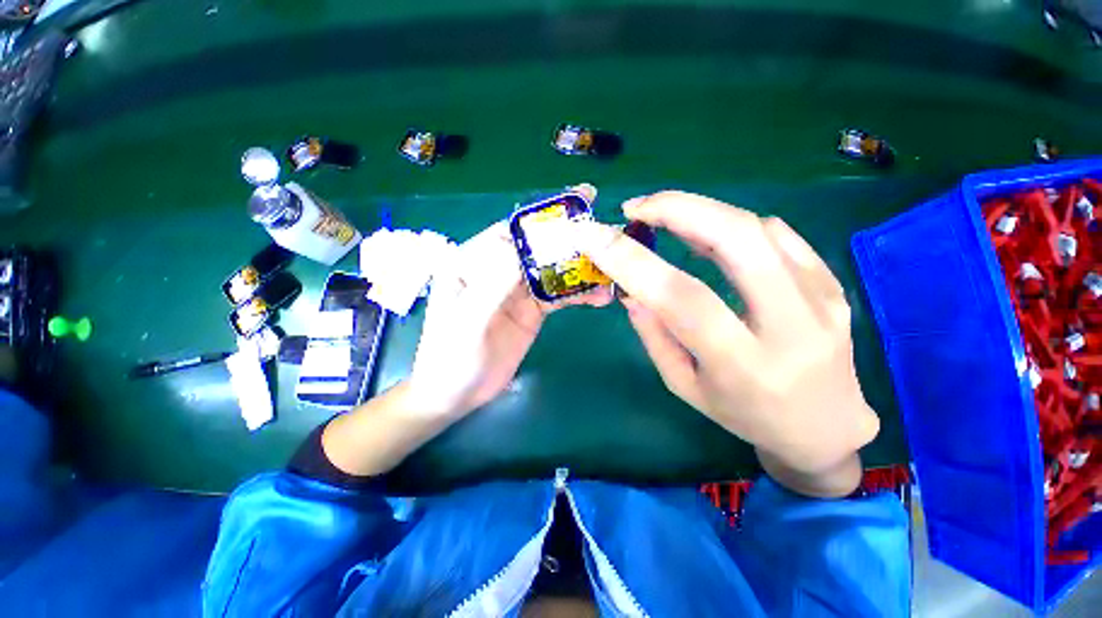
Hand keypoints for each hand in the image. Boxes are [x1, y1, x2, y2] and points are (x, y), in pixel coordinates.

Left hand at [407, 185, 611, 418]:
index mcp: (472, 263)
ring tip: (610, 271)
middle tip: (604, 233)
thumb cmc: (449, 357)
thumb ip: (491, 284)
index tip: (575, 210)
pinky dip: (579, 293)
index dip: (542, 221)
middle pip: (537, 249)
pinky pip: (559, 295)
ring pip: (552, 271)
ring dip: (580, 270)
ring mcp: (517, 291)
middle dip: (569, 240)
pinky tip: (600, 296)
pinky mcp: (531, 310)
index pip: (510, 233)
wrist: (455, 395)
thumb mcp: (466, 320)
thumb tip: (521, 248)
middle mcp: (496, 270)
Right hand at [575, 191, 878, 496]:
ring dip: (701, 212)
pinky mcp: (833, 283)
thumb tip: (632, 291)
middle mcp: (791, 327)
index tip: (597, 238)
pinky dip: (732, 226)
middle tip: (636, 207)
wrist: (827, 427)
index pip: (683, 299)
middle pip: (737, 240)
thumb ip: (655, 336)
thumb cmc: (745, 414)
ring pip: (757, 229)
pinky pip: (779, 235)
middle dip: (677, 209)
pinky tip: (710, 235)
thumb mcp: (684, 386)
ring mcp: (822, 298)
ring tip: (663, 216)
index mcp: (743, 366)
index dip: (634, 262)